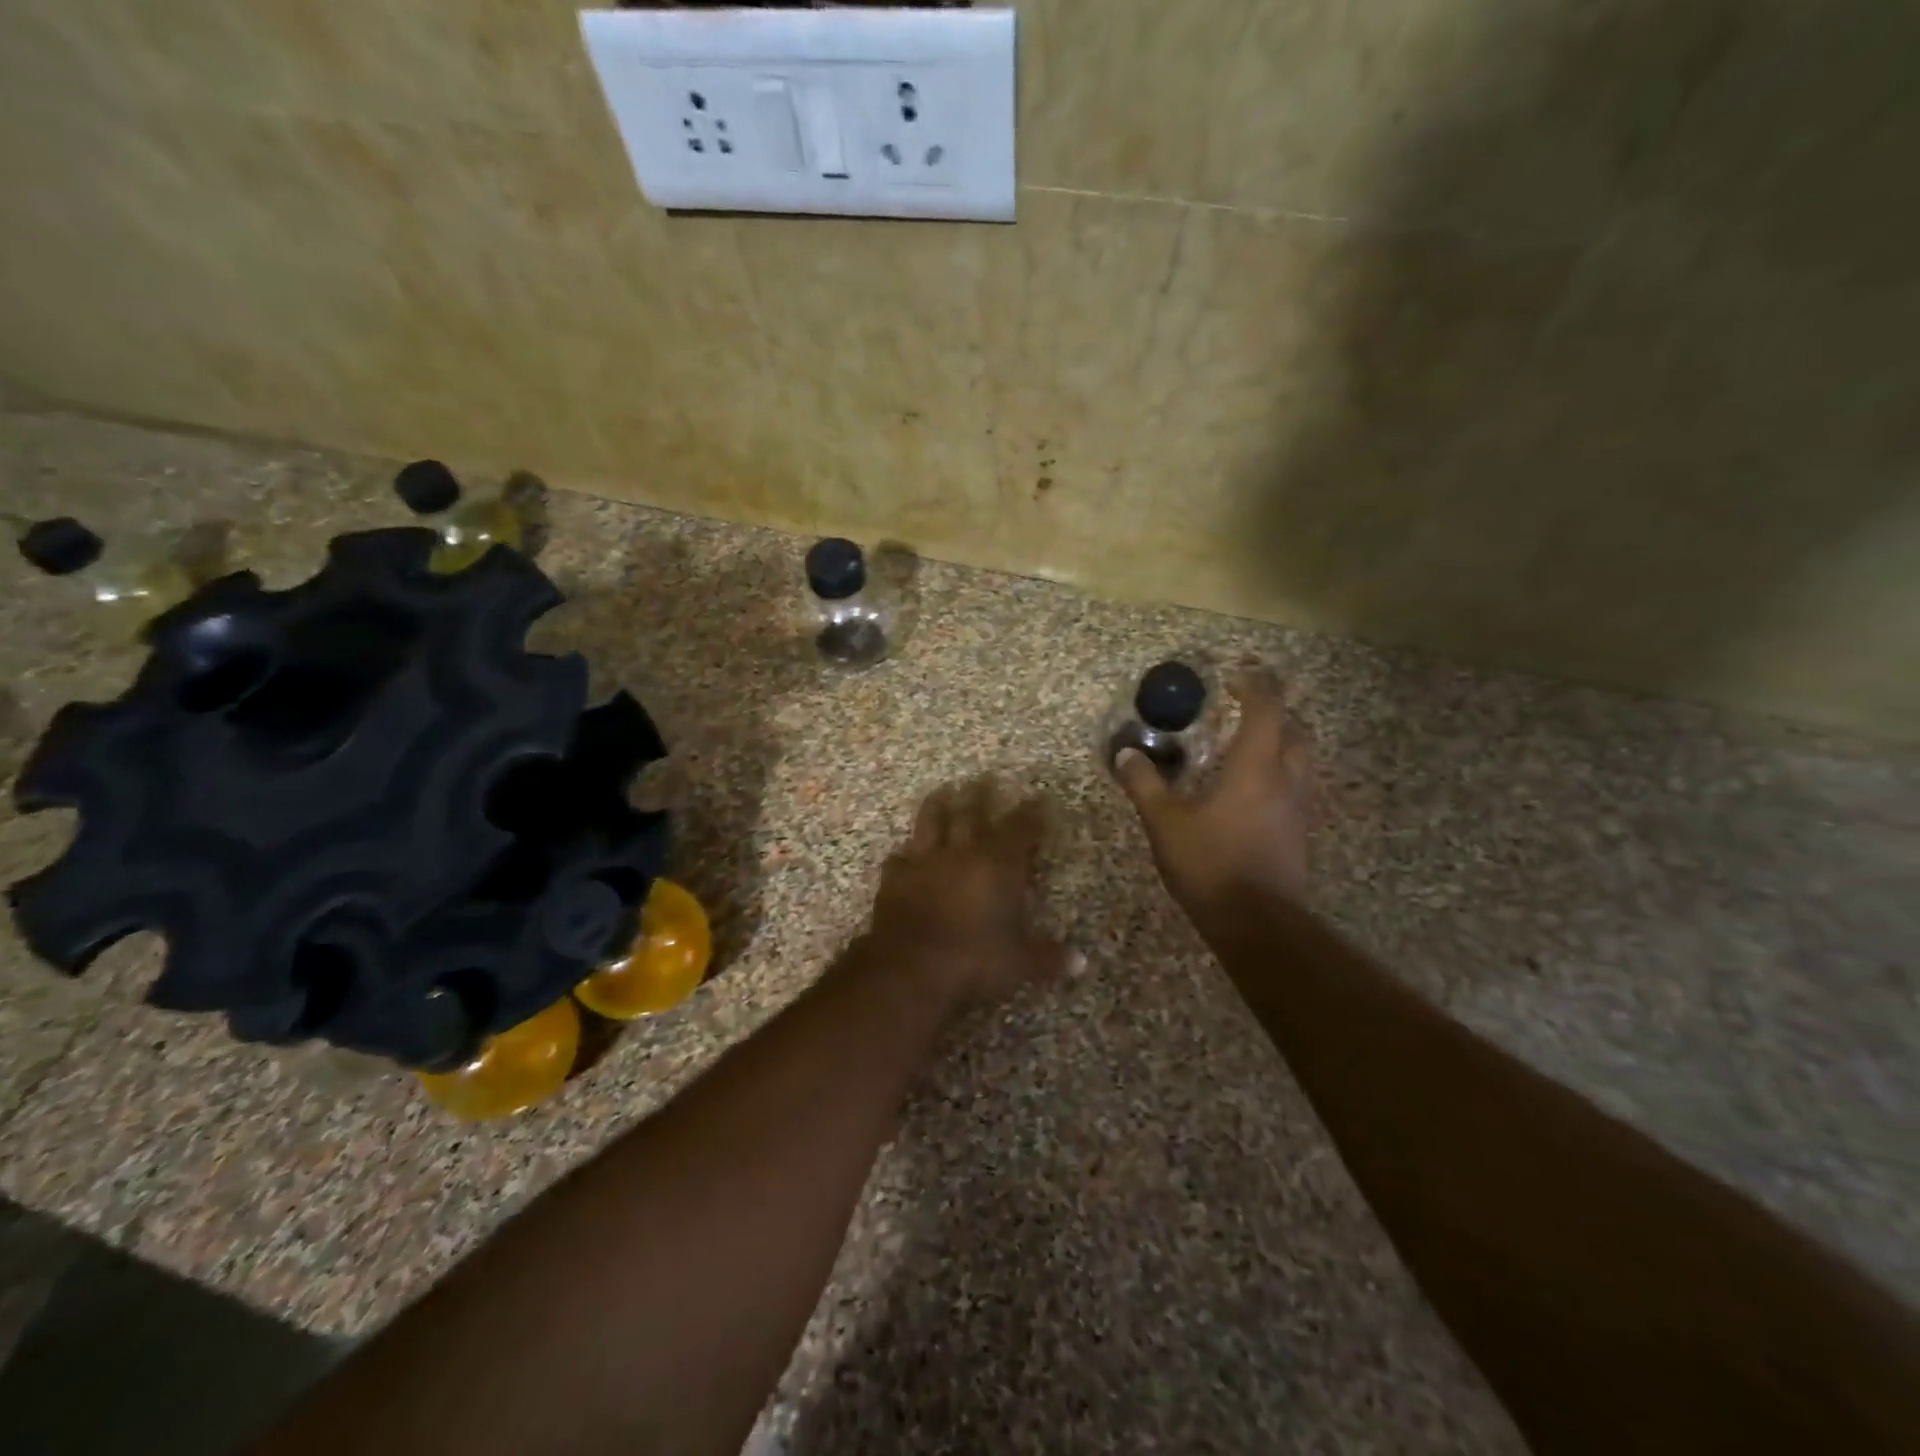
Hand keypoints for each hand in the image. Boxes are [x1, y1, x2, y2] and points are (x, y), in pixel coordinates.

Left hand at [866, 776, 1075, 1011]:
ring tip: (941, 792)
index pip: (1019, 829)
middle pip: (971, 814)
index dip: (1031, 813)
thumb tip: (1082, 963)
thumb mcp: (1019, 963)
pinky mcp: (894, 879)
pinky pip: (899, 860)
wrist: (908, 967)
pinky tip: (902, 854)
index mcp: (997, 865)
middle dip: (980, 795)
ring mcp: (924, 862)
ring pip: (930, 824)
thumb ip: (1049, 958)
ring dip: (937, 806)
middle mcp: (961, 853)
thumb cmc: (973, 959)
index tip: (1038, 799)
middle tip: (984, 777)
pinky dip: (903, 855)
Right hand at [1115, 671, 1312, 918]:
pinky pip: (1295, 789)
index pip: (1267, 710)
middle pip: (1294, 732)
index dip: (1255, 686)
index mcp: (1256, 767)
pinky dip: (1279, 776)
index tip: (1235, 676)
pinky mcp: (1298, 834)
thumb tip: (1126, 753)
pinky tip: (1252, 792)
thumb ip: (1145, 785)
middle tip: (1244, 710)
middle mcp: (1286, 780)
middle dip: (1274, 713)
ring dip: (1280, 744)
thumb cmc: (1210, 863)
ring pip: (1300, 762)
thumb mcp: (1165, 823)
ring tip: (1248, 747)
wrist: (1257, 923)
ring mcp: (1298, 809)